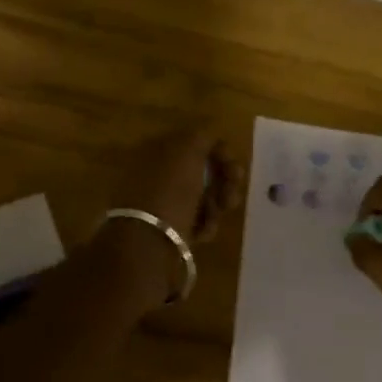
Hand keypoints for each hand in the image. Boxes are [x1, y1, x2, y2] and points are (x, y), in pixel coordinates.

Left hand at [103, 126, 245, 306]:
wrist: (146, 245)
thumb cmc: (169, 192)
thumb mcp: (187, 151)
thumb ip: (203, 136)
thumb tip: (211, 136)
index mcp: (154, 149)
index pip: (194, 142)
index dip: (219, 152)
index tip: (235, 168)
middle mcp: (154, 173)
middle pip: (200, 170)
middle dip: (222, 181)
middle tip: (231, 196)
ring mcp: (158, 202)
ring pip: (201, 196)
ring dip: (216, 204)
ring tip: (217, 216)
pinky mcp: (165, 229)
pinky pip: (194, 220)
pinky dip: (204, 224)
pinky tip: (203, 233)